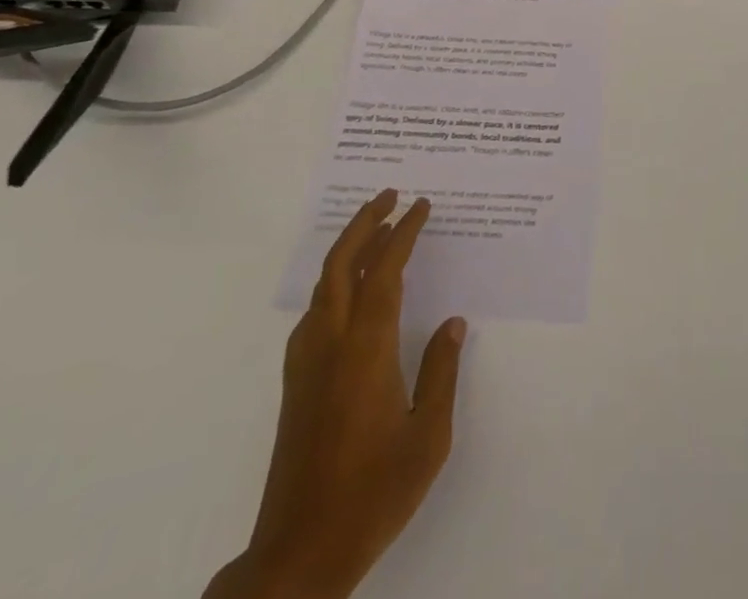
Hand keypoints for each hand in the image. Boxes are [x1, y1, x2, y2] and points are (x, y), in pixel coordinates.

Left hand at [206, 191, 465, 598]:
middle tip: (390, 194)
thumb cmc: (372, 493)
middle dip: (365, 223)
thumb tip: (452, 324)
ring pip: (322, 287)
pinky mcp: (295, 385)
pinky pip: (314, 313)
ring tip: (374, 231)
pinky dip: (333, 284)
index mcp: (365, 351)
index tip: (421, 205)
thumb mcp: (427, 437)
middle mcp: (330, 346)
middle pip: (340, 265)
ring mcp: (305, 365)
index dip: (403, 233)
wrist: (299, 554)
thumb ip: (441, 373)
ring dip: (347, 250)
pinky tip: (347, 294)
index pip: (384, 272)